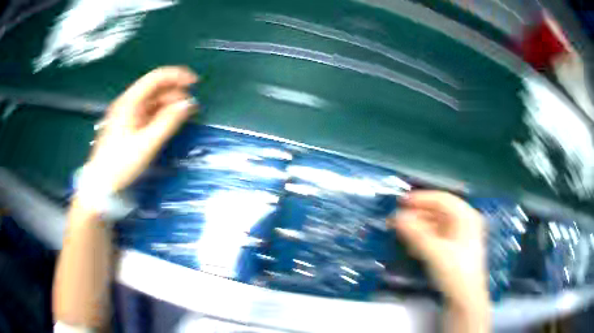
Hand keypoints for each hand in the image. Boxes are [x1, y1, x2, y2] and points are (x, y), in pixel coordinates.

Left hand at [86, 66, 197, 192]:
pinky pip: (147, 112)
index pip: (156, 78)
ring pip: (152, 100)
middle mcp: (127, 103)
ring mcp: (126, 113)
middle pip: (154, 88)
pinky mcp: (127, 124)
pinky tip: (167, 122)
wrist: (101, 184)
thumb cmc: (121, 164)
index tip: (194, 83)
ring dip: (168, 104)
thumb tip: (187, 104)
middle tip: (188, 108)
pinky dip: (160, 114)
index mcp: (129, 102)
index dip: (177, 76)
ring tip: (181, 116)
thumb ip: (168, 122)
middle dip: (174, 93)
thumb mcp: (146, 144)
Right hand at [387, 191, 487, 306]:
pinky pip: (436, 238)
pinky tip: (410, 245)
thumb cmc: (455, 272)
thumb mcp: (435, 252)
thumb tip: (397, 217)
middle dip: (417, 215)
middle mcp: (464, 223)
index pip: (442, 199)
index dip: (421, 198)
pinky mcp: (453, 251)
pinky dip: (422, 239)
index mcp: (466, 217)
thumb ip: (416, 233)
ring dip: (417, 228)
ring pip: (436, 226)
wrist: (464, 300)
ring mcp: (459, 238)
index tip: (400, 202)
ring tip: (399, 232)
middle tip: (396, 220)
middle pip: (438, 212)